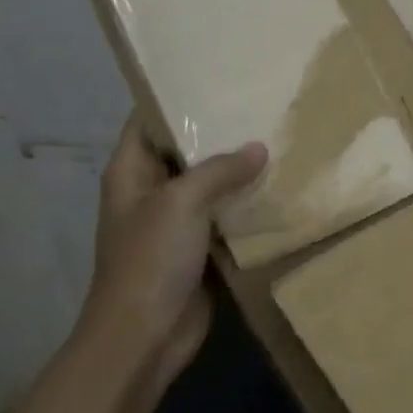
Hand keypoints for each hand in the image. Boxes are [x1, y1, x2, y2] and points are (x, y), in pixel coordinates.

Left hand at [74, 115, 266, 383]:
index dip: (175, 97)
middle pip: (185, 151)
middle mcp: (152, 192)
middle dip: (219, 133)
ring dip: (239, 170)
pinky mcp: (201, 249)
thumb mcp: (181, 203)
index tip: (216, 77)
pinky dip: (248, 205)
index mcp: (131, 172)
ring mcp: (177, 223)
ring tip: (280, 138)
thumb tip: (259, 149)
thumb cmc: (150, 260)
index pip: (148, 120)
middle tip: (262, 105)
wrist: (145, 336)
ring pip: (211, 186)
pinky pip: (227, 217)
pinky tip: (281, 187)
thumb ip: (219, 170)